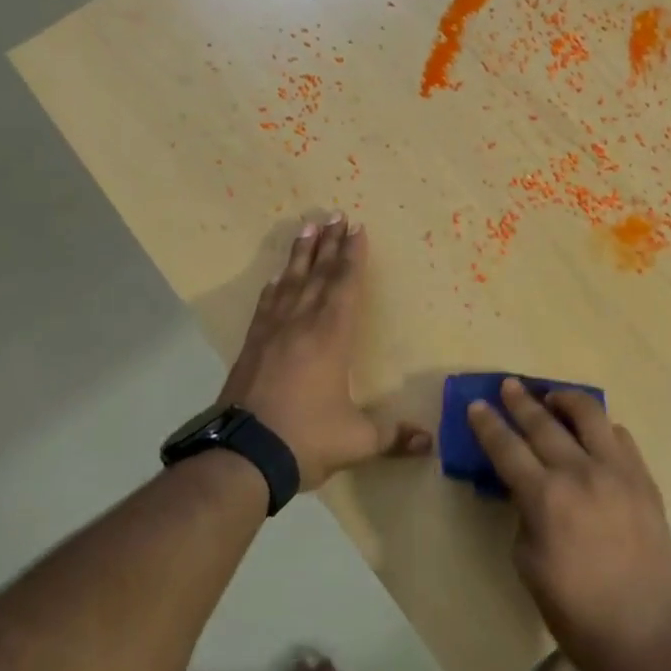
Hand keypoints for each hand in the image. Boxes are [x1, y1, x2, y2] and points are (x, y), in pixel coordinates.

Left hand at [219, 215, 431, 490]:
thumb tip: (429, 443)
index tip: (357, 229)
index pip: (344, 286)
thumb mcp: (356, 441)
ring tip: (307, 227)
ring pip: (290, 282)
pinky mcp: (251, 347)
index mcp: (330, 337)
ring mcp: (272, 333)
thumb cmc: (305, 439)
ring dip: (300, 254)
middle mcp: (301, 324)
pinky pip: (267, 305)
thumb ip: (392, 436)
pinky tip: (276, 277)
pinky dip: (275, 286)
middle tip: (335, 214)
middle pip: (317, 274)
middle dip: (329, 244)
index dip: (352, 257)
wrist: (242, 456)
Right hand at [469, 380, 670, 670]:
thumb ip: (525, 515)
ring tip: (553, 396)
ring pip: (590, 415)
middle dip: (521, 401)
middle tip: (509, 385)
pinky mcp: (644, 479)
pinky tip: (593, 431)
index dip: (489, 424)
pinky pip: (620, 438)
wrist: (644, 630)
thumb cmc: (575, 610)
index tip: (478, 404)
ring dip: (566, 399)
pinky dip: (601, 428)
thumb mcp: (528, 564)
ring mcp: (618, 471)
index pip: (508, 448)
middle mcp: (581, 473)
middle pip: (544, 423)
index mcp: (546, 498)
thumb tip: (529, 491)